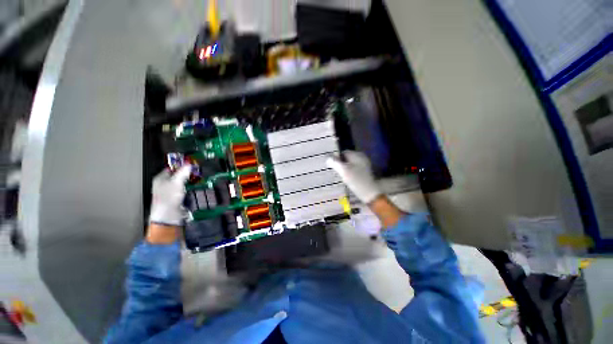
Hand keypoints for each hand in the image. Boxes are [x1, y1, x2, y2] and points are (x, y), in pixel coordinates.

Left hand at [149, 165, 191, 225]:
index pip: (171, 168)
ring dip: (189, 182)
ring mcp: (170, 191)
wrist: (168, 215)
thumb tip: (189, 164)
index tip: (191, 165)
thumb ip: (183, 172)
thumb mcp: (177, 182)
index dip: (181, 166)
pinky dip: (189, 188)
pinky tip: (195, 188)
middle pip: (177, 175)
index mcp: (160, 178)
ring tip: (198, 179)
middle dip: (187, 174)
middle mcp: (164, 184)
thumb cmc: (169, 197)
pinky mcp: (176, 198)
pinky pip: (184, 190)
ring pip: (182, 183)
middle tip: (197, 172)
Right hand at [326, 151, 381, 203]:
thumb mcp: (343, 170)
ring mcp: (364, 164)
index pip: (343, 153)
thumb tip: (327, 158)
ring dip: (345, 169)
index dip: (337, 159)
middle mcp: (361, 157)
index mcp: (356, 154)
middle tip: (338, 173)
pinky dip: (350, 172)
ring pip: (350, 164)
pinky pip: (354, 168)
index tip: (334, 167)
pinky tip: (349, 179)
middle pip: (347, 158)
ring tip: (343, 176)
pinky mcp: (365, 171)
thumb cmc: (356, 180)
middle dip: (341, 164)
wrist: (370, 192)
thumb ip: (335, 163)